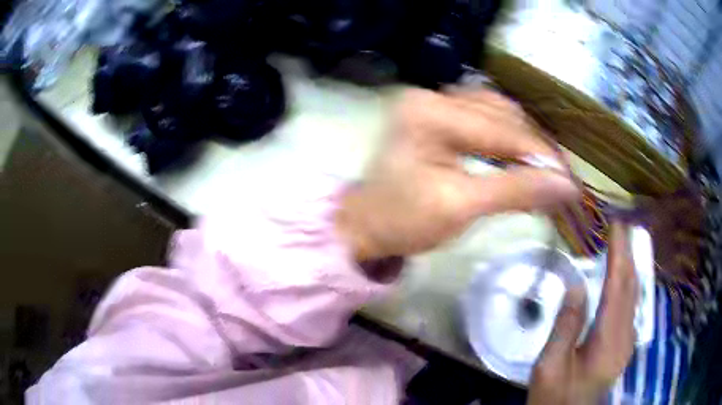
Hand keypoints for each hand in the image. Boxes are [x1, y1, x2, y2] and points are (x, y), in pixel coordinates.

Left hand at [335, 88, 579, 262]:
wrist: (365, 226)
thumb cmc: (403, 221)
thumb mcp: (460, 207)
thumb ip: (516, 191)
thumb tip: (566, 186)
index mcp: (431, 113)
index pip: (502, 130)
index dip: (542, 156)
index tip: (570, 182)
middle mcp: (432, 96)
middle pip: (502, 116)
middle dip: (535, 149)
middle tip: (561, 179)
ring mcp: (433, 102)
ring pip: (497, 113)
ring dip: (524, 140)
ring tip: (544, 169)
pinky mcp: (437, 116)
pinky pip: (483, 118)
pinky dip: (506, 137)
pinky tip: (519, 157)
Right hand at [527, 223, 638, 404]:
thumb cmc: (555, 396)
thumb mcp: (549, 367)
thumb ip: (566, 326)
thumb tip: (577, 284)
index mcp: (607, 341)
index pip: (617, 287)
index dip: (618, 254)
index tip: (616, 225)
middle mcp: (625, 337)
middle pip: (631, 287)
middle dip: (628, 253)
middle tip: (621, 224)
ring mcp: (628, 342)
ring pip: (635, 295)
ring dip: (631, 266)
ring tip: (625, 242)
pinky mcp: (625, 346)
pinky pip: (632, 306)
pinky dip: (630, 284)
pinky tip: (626, 277)